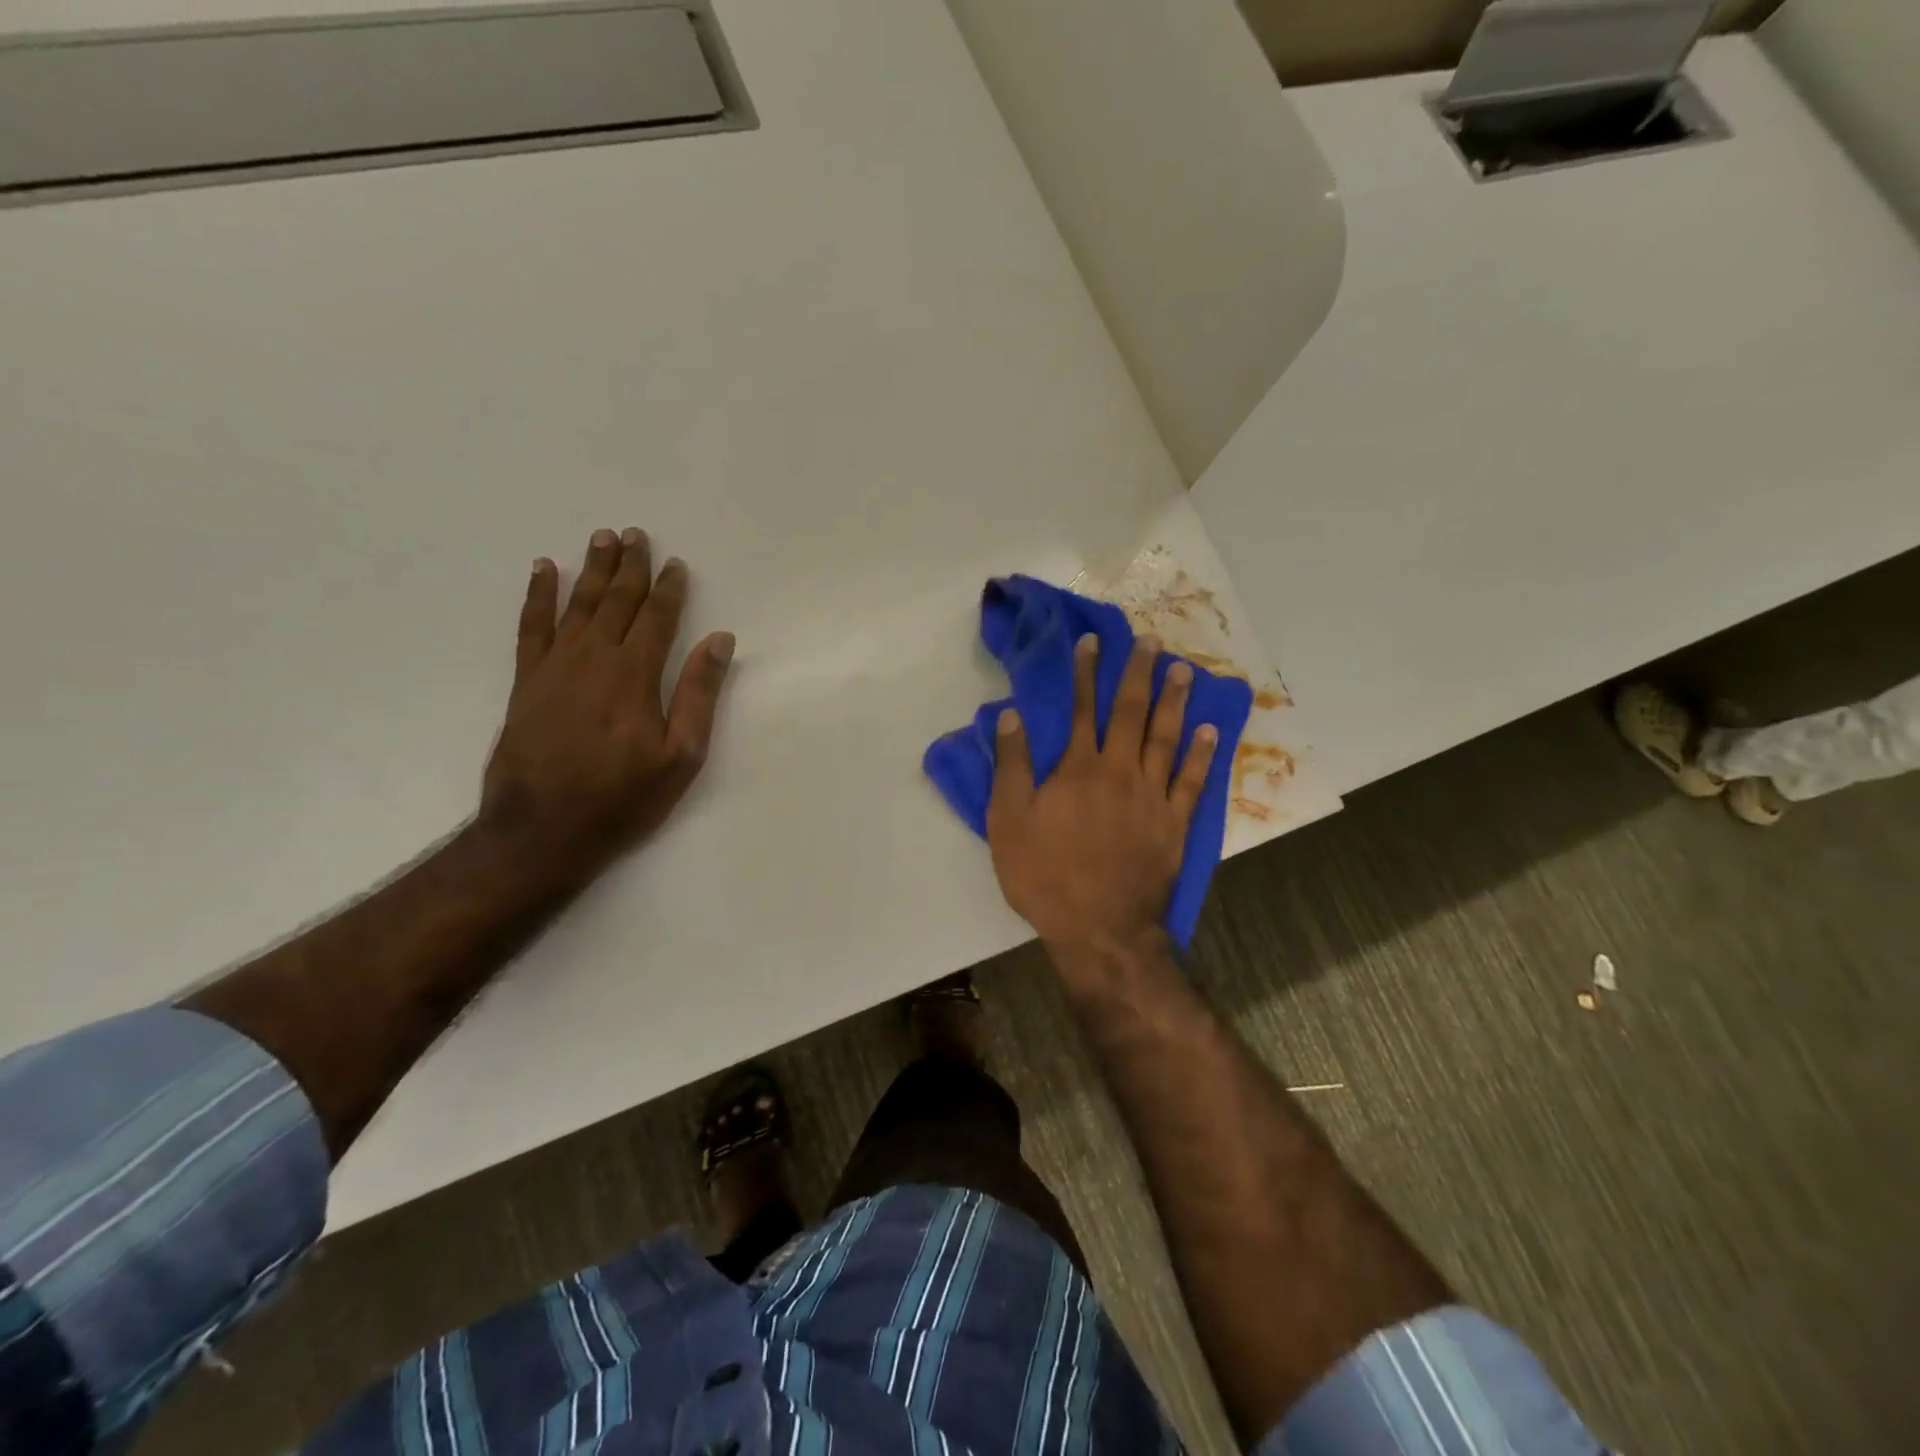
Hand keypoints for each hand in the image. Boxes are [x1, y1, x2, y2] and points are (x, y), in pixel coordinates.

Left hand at [480, 528, 733, 872]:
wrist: (542, 830)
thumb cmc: (622, 798)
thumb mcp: (681, 756)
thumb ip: (699, 695)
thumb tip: (720, 641)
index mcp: (635, 675)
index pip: (657, 619)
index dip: (669, 589)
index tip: (676, 563)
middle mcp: (594, 659)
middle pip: (616, 601)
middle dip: (629, 567)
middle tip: (636, 534)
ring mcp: (555, 667)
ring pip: (577, 605)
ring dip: (591, 570)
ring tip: (601, 538)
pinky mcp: (527, 682)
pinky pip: (531, 627)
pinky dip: (537, 596)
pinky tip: (543, 571)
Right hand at [987, 632, 1217, 955]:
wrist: (1100, 928)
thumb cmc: (1045, 876)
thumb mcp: (1009, 822)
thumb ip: (1012, 766)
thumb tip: (1011, 715)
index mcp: (1078, 769)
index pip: (1081, 709)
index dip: (1085, 672)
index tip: (1092, 640)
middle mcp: (1119, 771)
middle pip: (1130, 713)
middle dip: (1137, 673)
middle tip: (1149, 641)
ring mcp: (1152, 797)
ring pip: (1165, 738)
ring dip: (1174, 701)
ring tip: (1183, 670)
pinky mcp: (1175, 824)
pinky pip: (1192, 781)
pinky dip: (1202, 755)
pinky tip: (1210, 731)